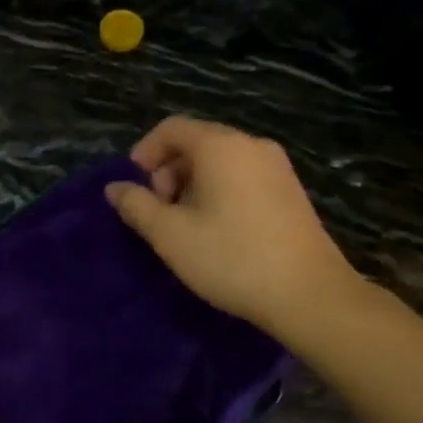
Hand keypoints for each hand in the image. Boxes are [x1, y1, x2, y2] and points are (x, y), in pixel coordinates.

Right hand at [105, 116, 366, 346]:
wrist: (308, 294)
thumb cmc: (230, 258)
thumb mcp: (170, 235)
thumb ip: (137, 206)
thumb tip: (114, 188)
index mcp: (221, 146)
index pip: (171, 128)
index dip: (144, 153)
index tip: (134, 189)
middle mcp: (252, 145)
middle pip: (197, 142)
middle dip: (167, 172)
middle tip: (159, 213)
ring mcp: (277, 167)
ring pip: (220, 162)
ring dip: (191, 185)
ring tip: (184, 227)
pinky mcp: (290, 191)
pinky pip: (242, 177)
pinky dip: (218, 192)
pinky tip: (216, 231)